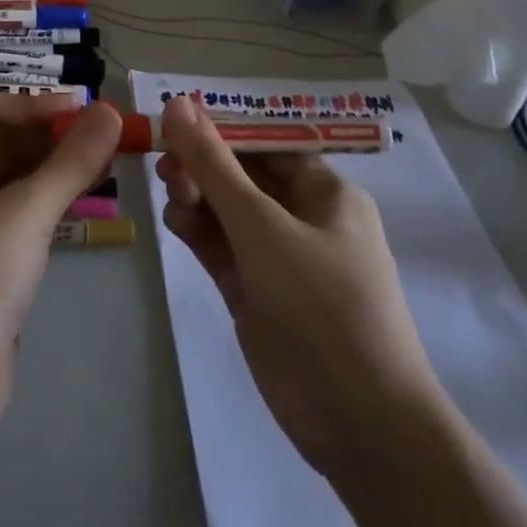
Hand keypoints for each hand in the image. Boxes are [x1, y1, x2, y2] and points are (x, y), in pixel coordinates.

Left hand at [0, 94, 122, 409]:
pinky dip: (45, 197)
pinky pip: (13, 208)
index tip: (85, 110)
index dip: (35, 105)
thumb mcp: (27, 213)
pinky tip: (83, 193)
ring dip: (52, 165)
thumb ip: (71, 162)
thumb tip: (112, 113)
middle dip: (48, 135)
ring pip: (8, 175)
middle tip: (102, 134)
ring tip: (103, 159)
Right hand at [156, 95, 442, 473]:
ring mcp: (278, 258)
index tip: (173, 126)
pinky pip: (220, 245)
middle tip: (166, 171)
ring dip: (196, 197)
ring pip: (225, 210)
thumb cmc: (321, 304)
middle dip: (202, 167)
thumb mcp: (262, 225)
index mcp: (324, 192)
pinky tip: (175, 223)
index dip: (220, 131)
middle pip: (241, 175)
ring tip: (174, 202)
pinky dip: (197, 230)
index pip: (265, 144)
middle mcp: (303, 218)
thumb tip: (178, 102)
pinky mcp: (256, 291)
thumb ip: (213, 164)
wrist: (360, 423)